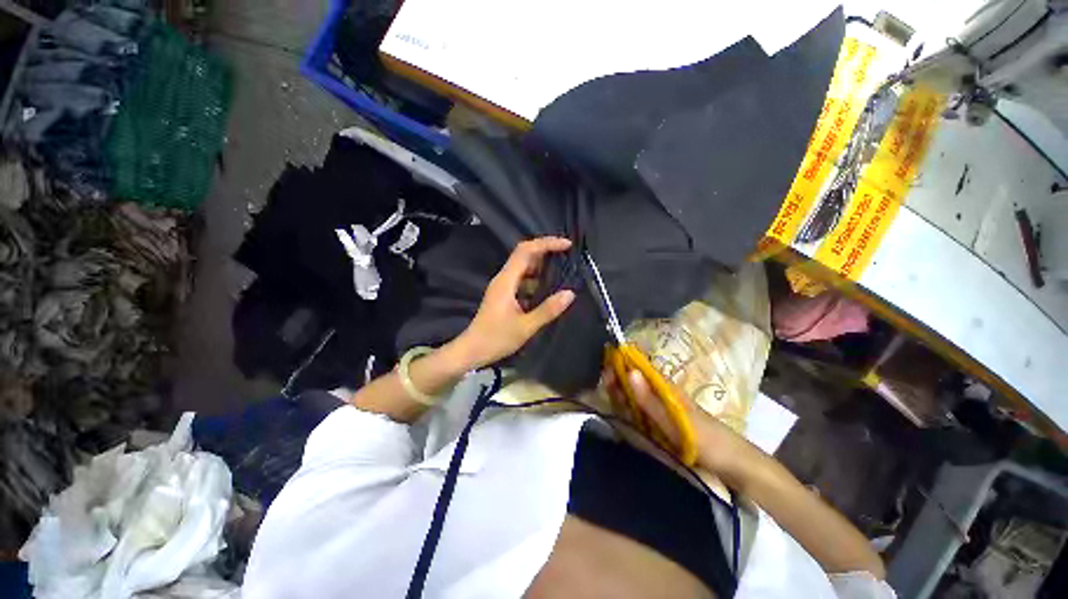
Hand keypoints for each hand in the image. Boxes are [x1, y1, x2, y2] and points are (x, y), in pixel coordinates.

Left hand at [451, 238, 576, 369]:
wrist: (472, 350)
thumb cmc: (496, 338)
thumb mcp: (525, 327)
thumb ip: (547, 310)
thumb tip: (570, 293)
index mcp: (506, 281)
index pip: (525, 250)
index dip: (546, 244)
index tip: (567, 245)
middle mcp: (503, 279)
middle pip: (525, 255)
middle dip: (547, 252)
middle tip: (568, 257)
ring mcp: (503, 287)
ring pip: (524, 268)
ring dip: (542, 267)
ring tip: (563, 272)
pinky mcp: (504, 295)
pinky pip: (523, 281)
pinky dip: (537, 281)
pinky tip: (549, 290)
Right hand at [603, 367, 753, 478]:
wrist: (733, 465)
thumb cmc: (707, 440)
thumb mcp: (677, 420)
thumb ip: (651, 399)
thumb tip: (630, 371)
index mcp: (667, 388)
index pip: (640, 368)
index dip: (622, 363)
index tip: (605, 366)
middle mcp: (662, 395)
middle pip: (635, 381)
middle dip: (617, 379)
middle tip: (603, 382)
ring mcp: (662, 410)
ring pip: (635, 396)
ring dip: (621, 394)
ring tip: (607, 394)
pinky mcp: (661, 424)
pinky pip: (640, 412)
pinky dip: (628, 410)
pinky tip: (620, 412)